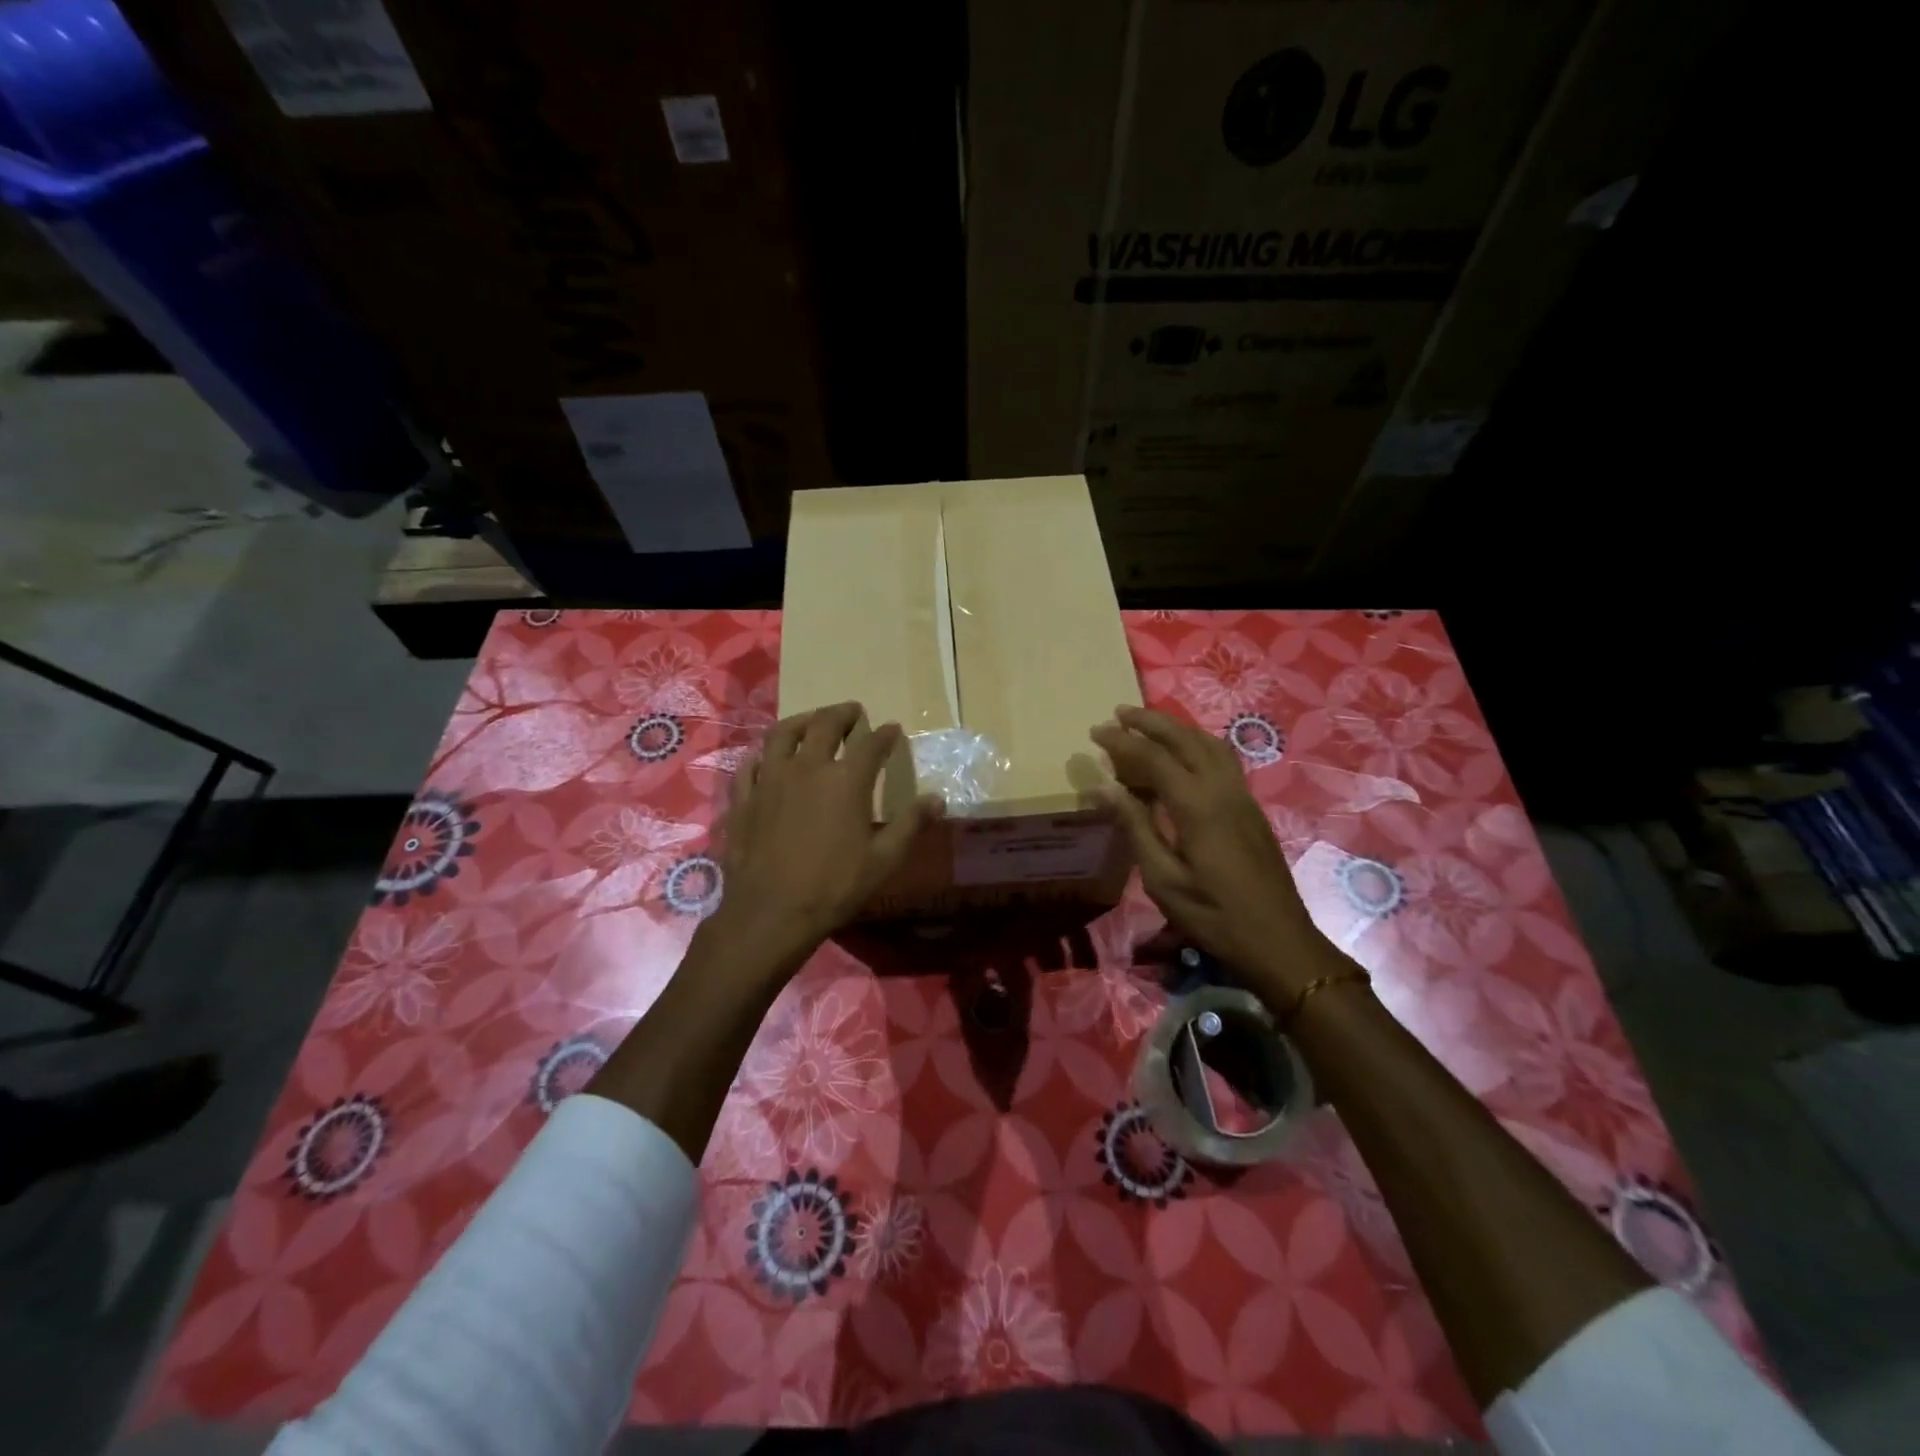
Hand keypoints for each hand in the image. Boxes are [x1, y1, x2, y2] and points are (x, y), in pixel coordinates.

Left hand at [703, 702, 935, 979]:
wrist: (771, 912)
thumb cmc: (834, 887)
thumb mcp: (884, 860)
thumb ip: (911, 824)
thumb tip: (937, 799)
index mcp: (846, 780)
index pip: (870, 744)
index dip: (885, 734)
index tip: (892, 729)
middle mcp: (807, 767)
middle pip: (824, 725)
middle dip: (842, 714)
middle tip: (852, 712)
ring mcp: (770, 779)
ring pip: (782, 734)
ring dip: (801, 721)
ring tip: (810, 721)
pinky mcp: (744, 797)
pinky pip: (750, 764)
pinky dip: (762, 754)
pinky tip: (766, 757)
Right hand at [1091, 705, 1336, 997]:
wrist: (1278, 940)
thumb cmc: (1213, 915)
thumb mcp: (1162, 879)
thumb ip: (1135, 827)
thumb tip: (1103, 788)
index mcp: (1198, 806)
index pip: (1154, 757)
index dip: (1122, 742)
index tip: (1096, 732)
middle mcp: (1223, 790)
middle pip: (1185, 739)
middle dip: (1150, 721)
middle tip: (1119, 713)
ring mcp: (1242, 796)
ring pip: (1209, 744)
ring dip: (1177, 729)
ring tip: (1148, 726)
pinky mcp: (1251, 808)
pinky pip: (1222, 759)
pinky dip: (1196, 745)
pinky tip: (1183, 756)